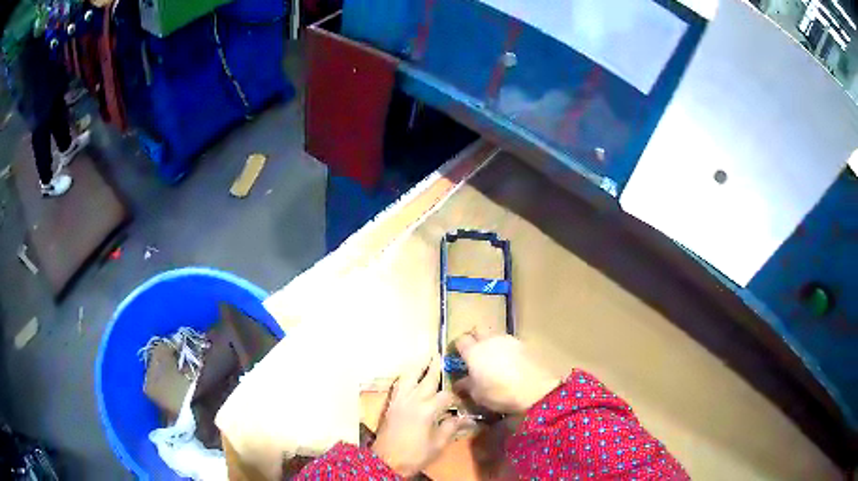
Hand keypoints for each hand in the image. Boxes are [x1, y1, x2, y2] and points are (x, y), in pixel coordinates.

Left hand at [372, 355, 473, 476]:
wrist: (387, 460)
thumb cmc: (416, 454)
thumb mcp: (438, 444)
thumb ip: (451, 427)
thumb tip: (465, 418)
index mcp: (428, 409)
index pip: (446, 395)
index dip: (455, 396)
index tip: (462, 399)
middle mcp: (414, 399)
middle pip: (427, 379)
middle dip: (435, 367)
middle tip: (440, 355)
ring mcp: (400, 400)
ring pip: (409, 376)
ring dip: (418, 366)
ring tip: (425, 358)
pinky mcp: (391, 403)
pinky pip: (398, 384)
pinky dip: (405, 376)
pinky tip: (409, 375)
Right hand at [453, 330, 559, 413]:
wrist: (535, 389)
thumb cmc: (500, 393)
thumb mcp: (477, 395)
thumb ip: (466, 386)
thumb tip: (459, 382)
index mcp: (474, 351)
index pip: (460, 340)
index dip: (458, 347)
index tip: (458, 357)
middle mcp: (490, 340)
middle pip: (478, 330)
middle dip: (475, 338)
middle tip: (475, 354)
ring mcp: (509, 340)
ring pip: (495, 336)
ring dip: (492, 344)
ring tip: (494, 360)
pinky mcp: (524, 344)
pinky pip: (510, 343)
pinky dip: (506, 350)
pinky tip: (509, 364)